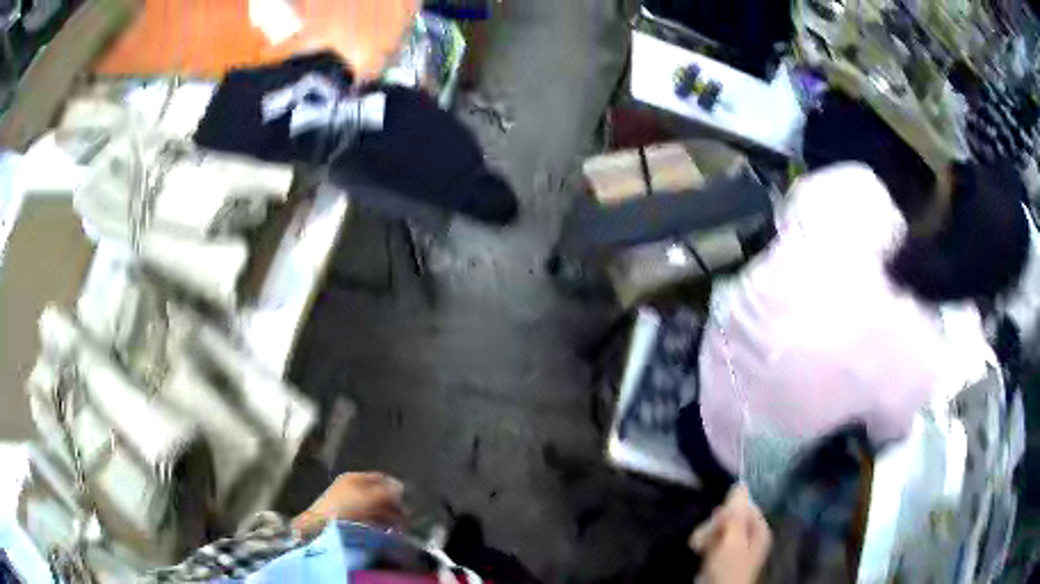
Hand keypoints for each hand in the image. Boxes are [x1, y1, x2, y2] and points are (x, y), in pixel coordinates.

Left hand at [292, 472, 404, 537]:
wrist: (320, 527)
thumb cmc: (346, 507)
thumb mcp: (371, 496)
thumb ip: (388, 491)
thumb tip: (401, 489)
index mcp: (354, 477)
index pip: (380, 478)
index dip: (395, 487)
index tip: (408, 500)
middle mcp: (350, 487)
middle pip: (378, 494)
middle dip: (393, 506)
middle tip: (406, 518)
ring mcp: (347, 503)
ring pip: (374, 508)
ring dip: (387, 517)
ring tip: (398, 528)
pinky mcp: (344, 519)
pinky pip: (367, 519)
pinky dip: (378, 525)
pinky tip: (384, 532)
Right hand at [689, 486, 770, 583]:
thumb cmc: (729, 568)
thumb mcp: (733, 540)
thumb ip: (736, 513)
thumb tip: (741, 483)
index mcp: (759, 527)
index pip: (743, 505)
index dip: (728, 511)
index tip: (718, 521)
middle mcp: (748, 534)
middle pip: (728, 516)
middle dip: (713, 525)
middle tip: (707, 538)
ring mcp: (734, 546)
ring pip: (716, 528)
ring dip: (705, 535)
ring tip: (699, 547)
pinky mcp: (720, 555)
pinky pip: (710, 540)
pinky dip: (703, 544)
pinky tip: (697, 550)